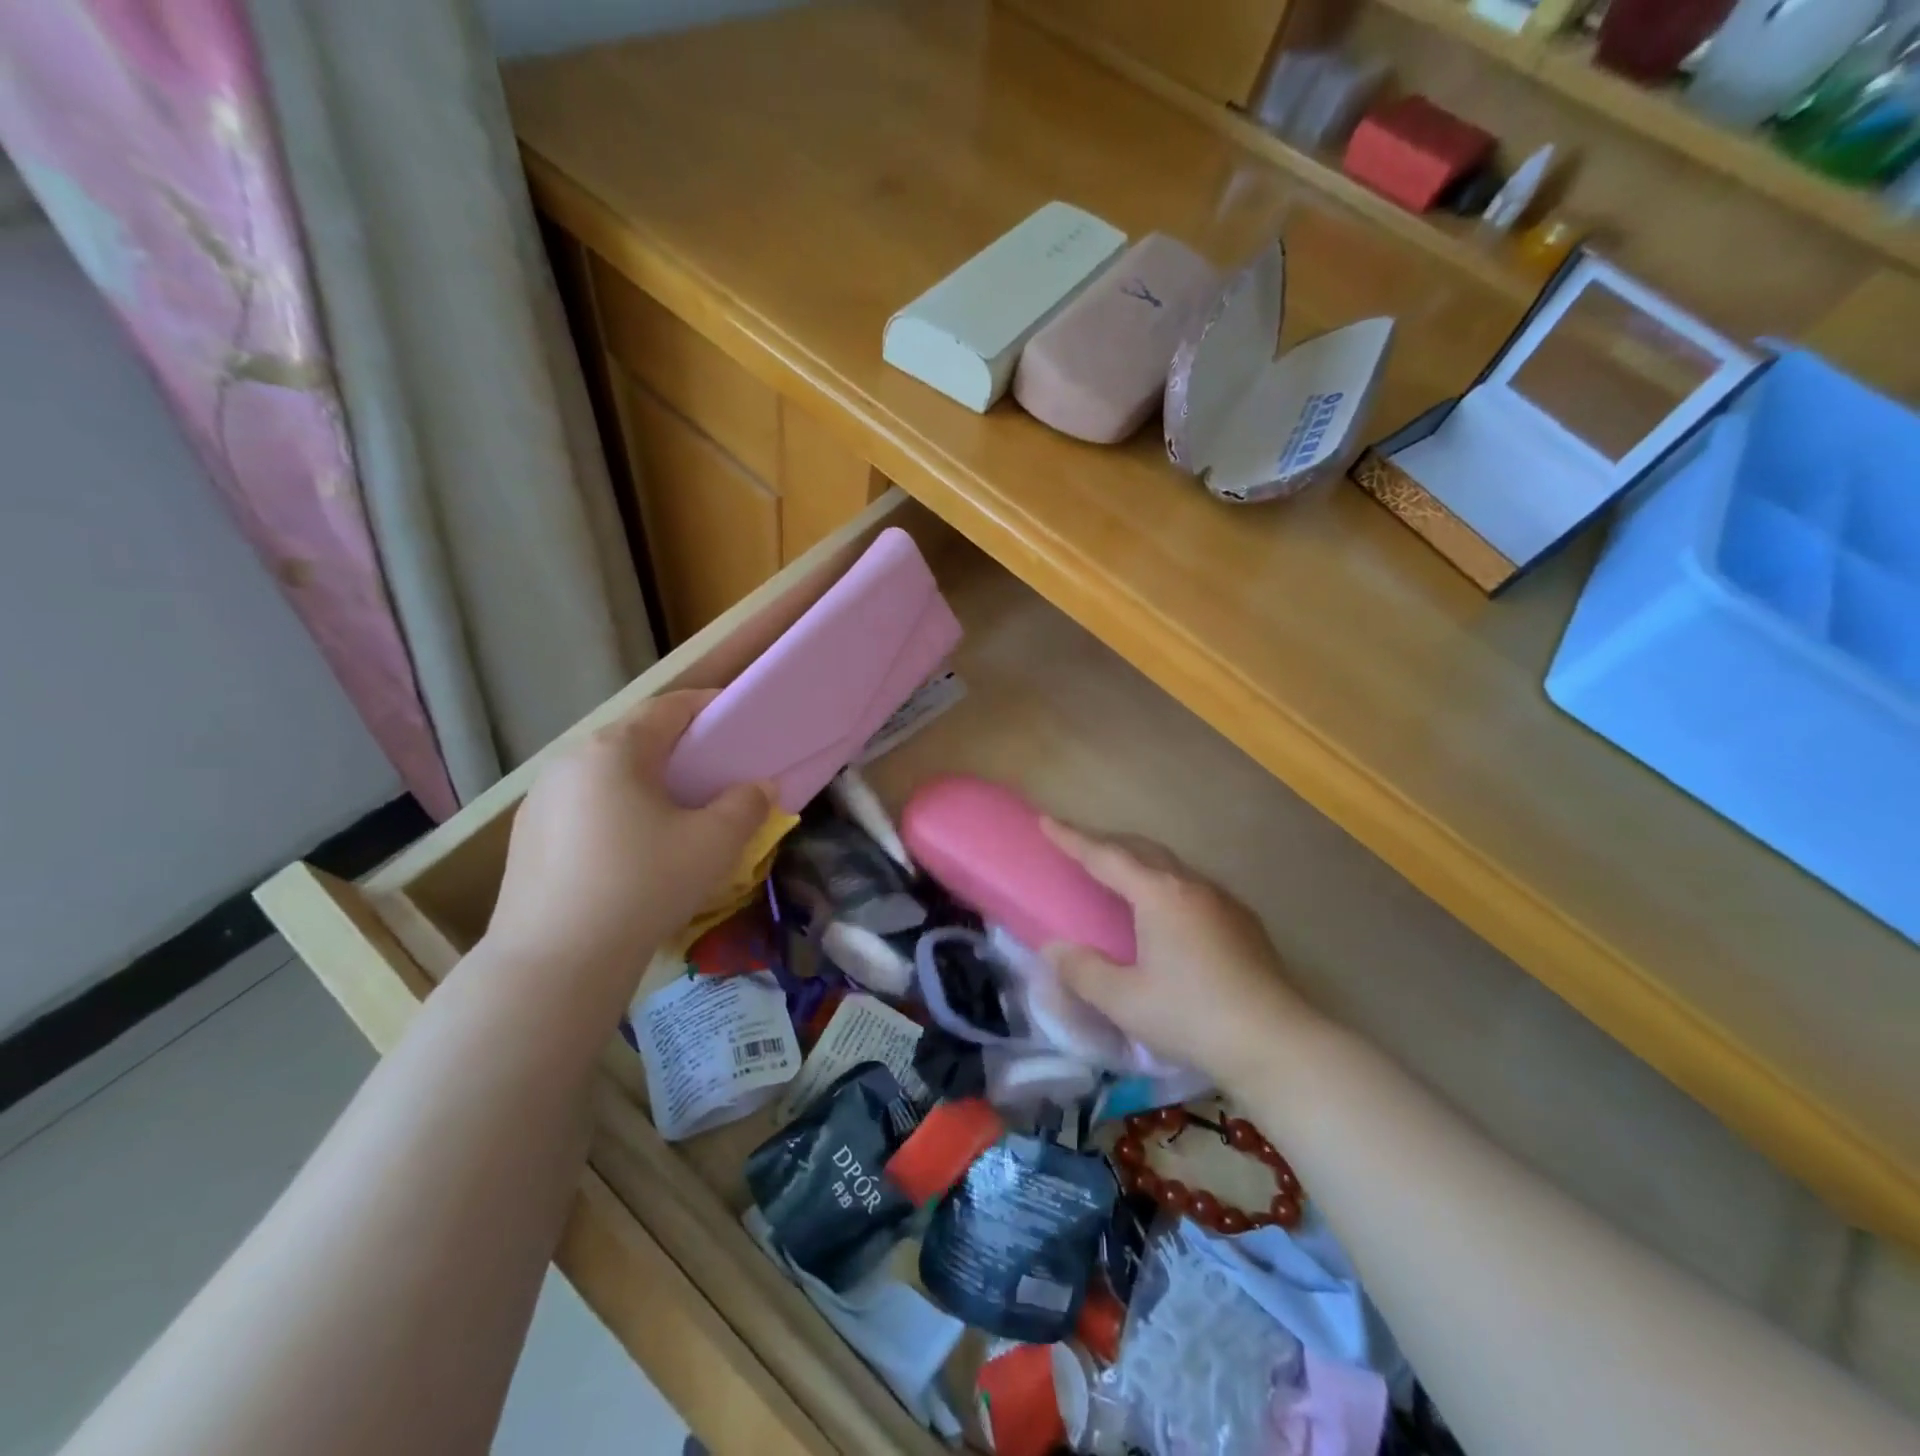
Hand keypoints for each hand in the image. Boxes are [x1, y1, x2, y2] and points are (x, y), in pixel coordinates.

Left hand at [487, 692, 772, 974]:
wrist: (555, 963)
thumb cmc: (643, 886)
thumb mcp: (714, 844)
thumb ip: (747, 805)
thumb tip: (759, 788)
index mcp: (614, 750)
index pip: (668, 708)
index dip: (707, 706)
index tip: (737, 719)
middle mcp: (568, 763)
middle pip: (634, 740)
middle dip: (676, 748)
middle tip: (712, 772)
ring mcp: (539, 801)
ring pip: (605, 776)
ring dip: (643, 782)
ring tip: (672, 814)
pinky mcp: (525, 839)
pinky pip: (582, 808)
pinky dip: (614, 812)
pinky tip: (629, 852)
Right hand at [1040, 820, 1320, 1092]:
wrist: (1276, 1043)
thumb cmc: (1192, 1017)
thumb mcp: (1125, 1000)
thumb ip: (1083, 971)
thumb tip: (1054, 949)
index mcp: (1159, 895)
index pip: (1105, 857)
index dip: (1072, 839)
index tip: (1046, 820)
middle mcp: (1192, 886)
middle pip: (1141, 850)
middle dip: (1106, 843)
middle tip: (1078, 846)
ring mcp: (1223, 901)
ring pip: (1171, 866)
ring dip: (1138, 862)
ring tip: (1119, 876)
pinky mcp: (1244, 922)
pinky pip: (1193, 887)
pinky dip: (1165, 884)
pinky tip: (1166, 912)